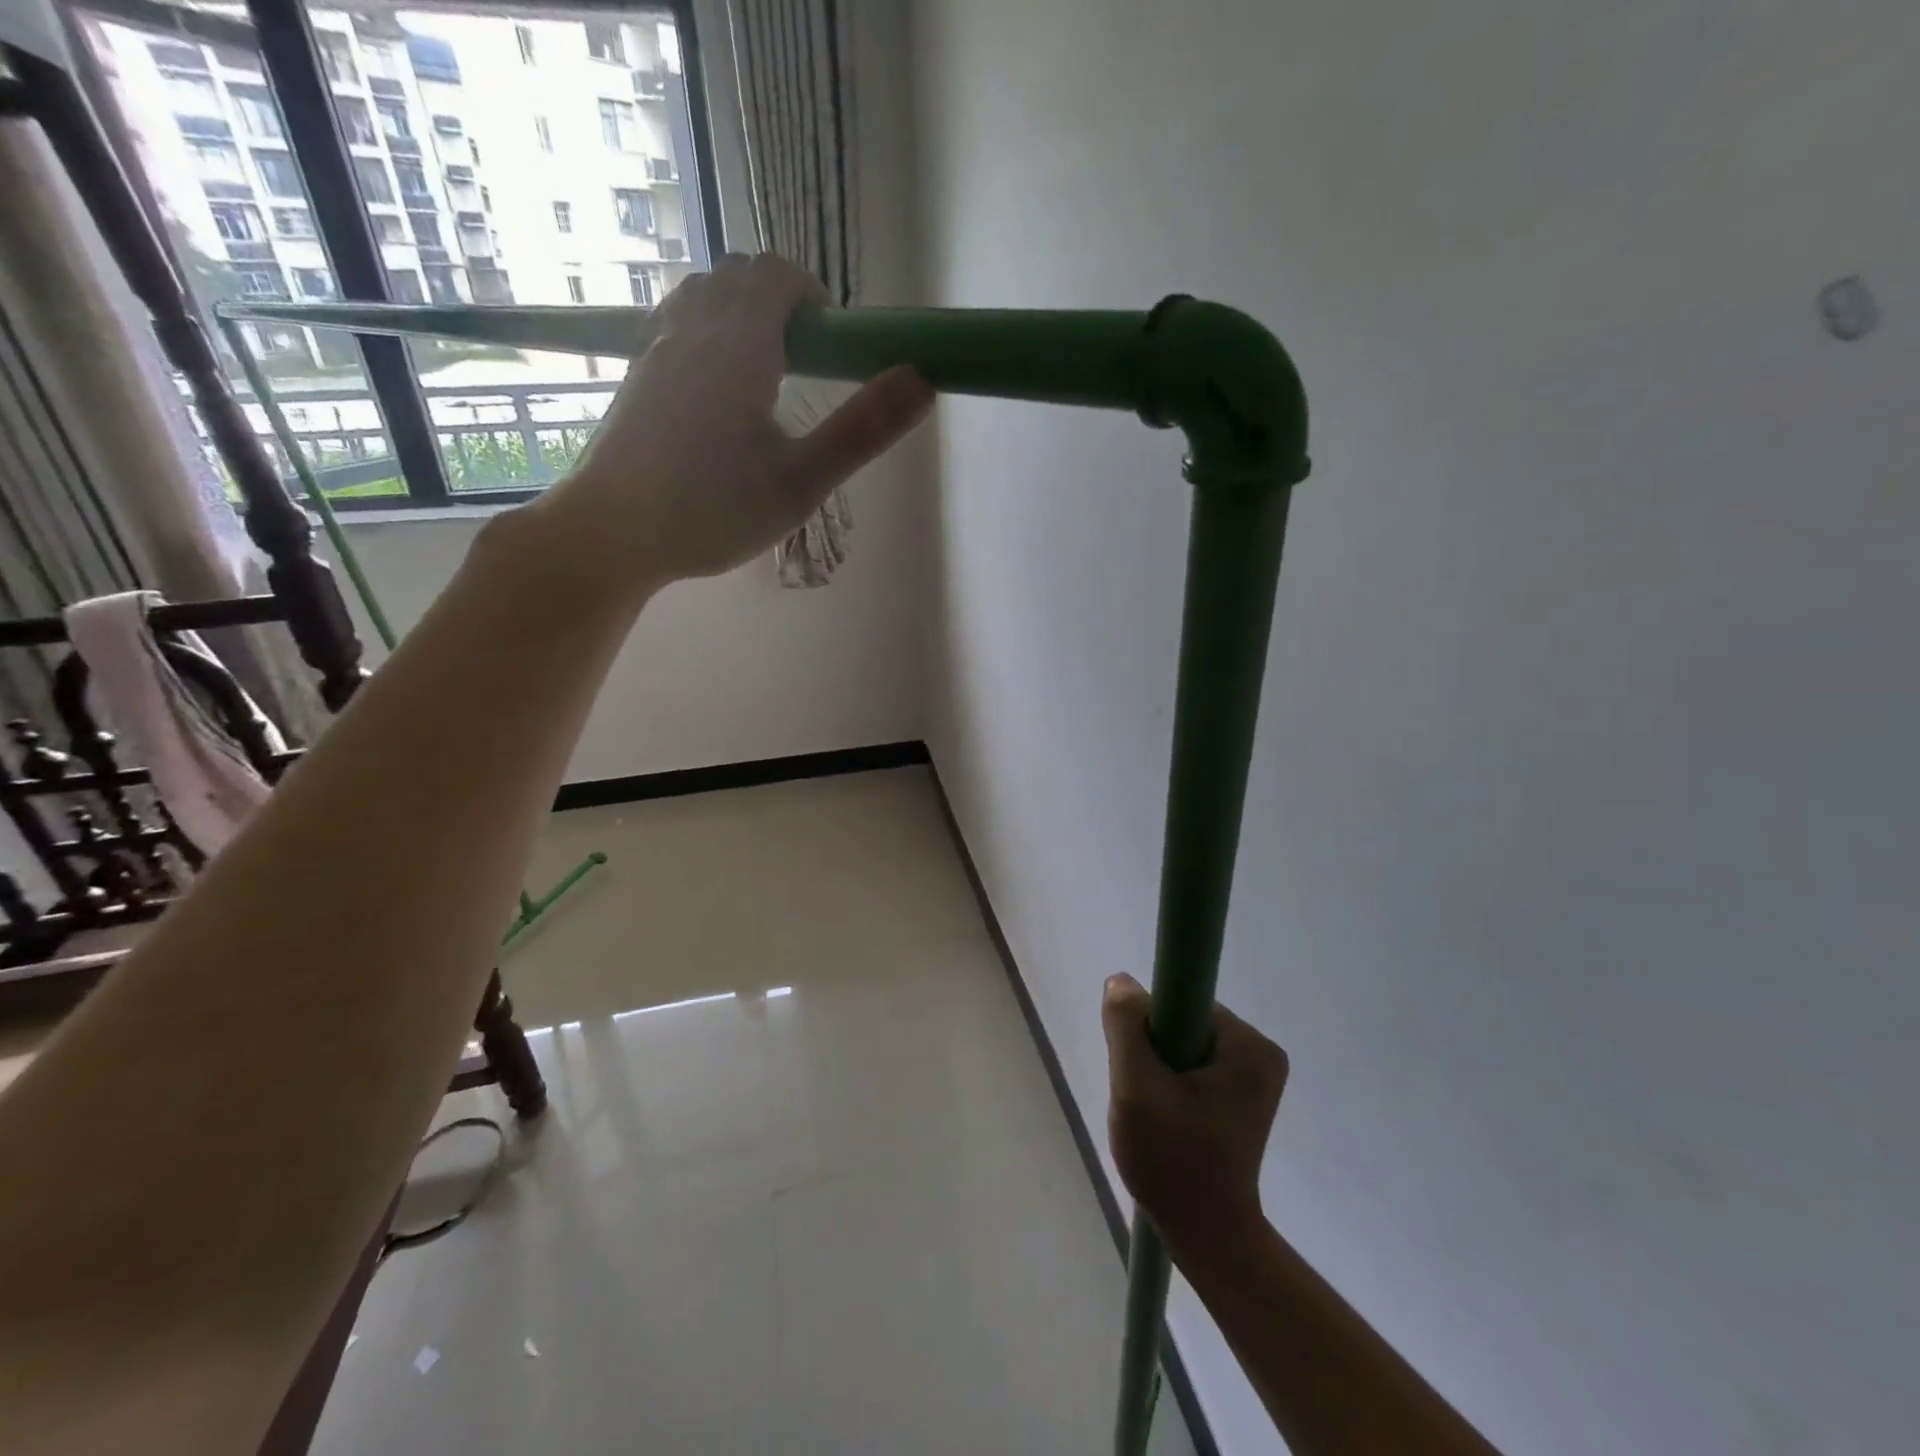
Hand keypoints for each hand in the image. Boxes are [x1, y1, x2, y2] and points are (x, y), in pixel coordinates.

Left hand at [540, 252, 931, 591]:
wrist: (611, 532)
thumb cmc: (712, 510)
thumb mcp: (801, 482)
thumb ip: (862, 430)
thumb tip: (921, 379)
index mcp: (738, 344)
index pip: (776, 274)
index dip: (812, 295)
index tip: (833, 343)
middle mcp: (691, 329)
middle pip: (737, 276)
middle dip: (779, 301)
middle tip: (805, 362)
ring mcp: (654, 349)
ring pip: (701, 296)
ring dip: (739, 313)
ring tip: (764, 375)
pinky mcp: (634, 376)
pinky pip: (676, 325)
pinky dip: (707, 334)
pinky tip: (717, 394)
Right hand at [1102, 973, 1288, 1254]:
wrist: (1206, 1236)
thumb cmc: (1172, 1161)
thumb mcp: (1136, 1087)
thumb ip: (1125, 1025)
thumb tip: (1121, 981)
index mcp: (1250, 1046)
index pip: (1182, 1002)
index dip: (1150, 1027)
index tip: (1140, 1067)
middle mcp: (1261, 1053)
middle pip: (1183, 1023)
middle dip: (1153, 1052)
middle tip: (1143, 1096)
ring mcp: (1254, 1076)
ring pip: (1183, 1044)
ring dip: (1158, 1070)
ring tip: (1154, 1113)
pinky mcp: (1242, 1096)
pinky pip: (1192, 1065)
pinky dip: (1171, 1083)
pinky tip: (1166, 1118)